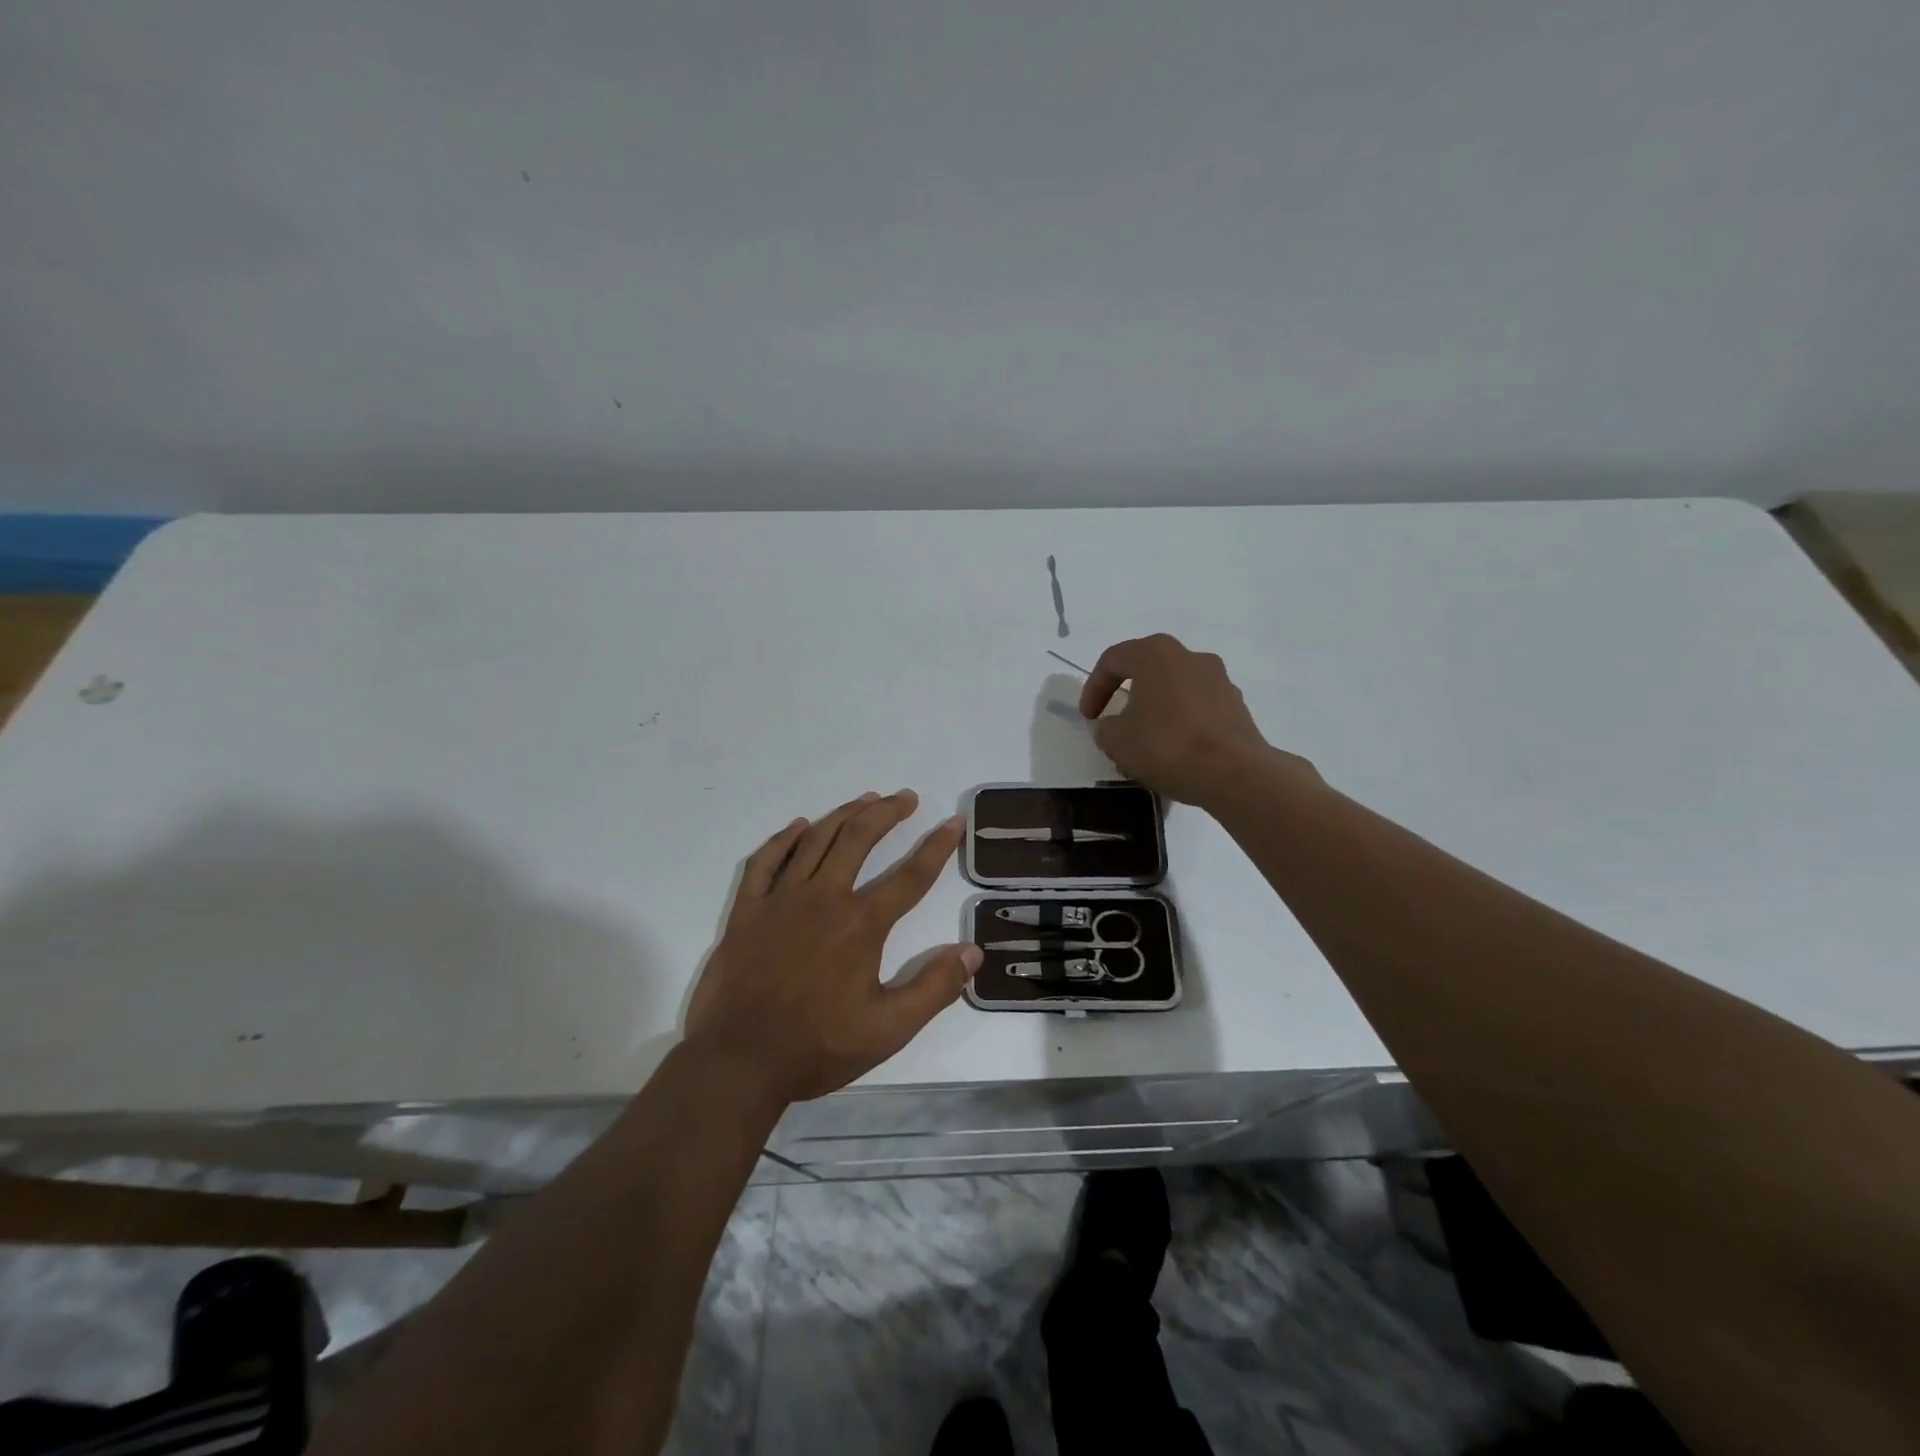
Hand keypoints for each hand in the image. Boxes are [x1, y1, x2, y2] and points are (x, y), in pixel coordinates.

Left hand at [683, 791, 978, 1105]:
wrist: (739, 1060)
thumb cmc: (817, 1046)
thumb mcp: (889, 1029)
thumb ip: (934, 988)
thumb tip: (972, 951)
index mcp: (861, 925)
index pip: (910, 876)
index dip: (937, 846)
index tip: (953, 821)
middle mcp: (824, 899)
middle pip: (860, 840)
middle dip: (887, 813)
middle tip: (904, 797)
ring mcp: (781, 900)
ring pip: (816, 841)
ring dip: (844, 815)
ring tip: (865, 800)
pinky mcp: (748, 910)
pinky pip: (765, 861)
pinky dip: (784, 839)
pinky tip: (799, 826)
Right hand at [1079, 633, 1318, 806]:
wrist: (1234, 773)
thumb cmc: (1167, 746)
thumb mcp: (1116, 740)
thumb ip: (1104, 727)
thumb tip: (1111, 725)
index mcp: (1155, 653)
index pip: (1112, 661)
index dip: (1093, 689)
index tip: (1088, 719)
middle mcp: (1189, 656)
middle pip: (1146, 671)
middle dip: (1126, 698)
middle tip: (1114, 725)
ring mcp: (1218, 679)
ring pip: (1173, 691)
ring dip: (1154, 712)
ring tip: (1145, 745)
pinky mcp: (1236, 706)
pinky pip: (1196, 709)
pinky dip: (1180, 724)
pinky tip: (1174, 754)